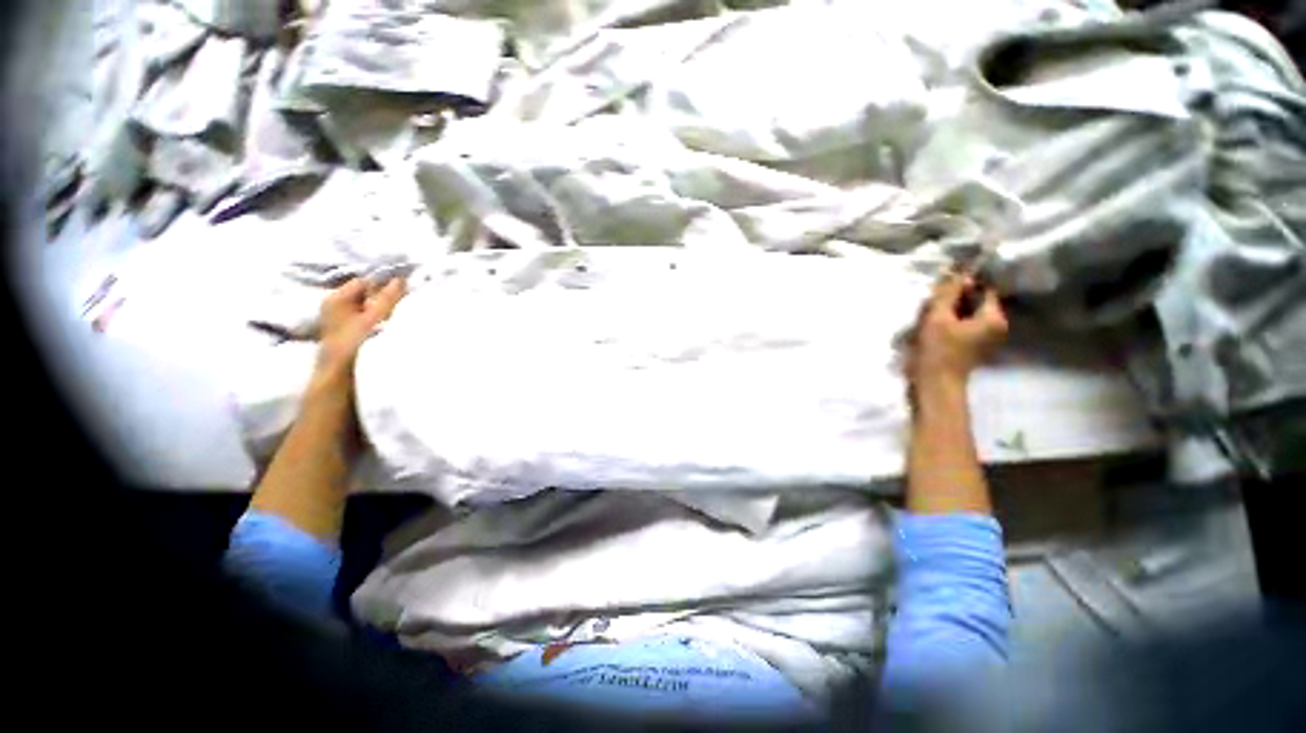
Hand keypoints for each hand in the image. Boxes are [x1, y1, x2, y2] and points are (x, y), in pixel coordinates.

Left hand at [314, 277, 406, 387]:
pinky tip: (393, 330)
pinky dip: (383, 323)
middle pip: (369, 296)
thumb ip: (388, 298)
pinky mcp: (353, 335)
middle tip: (404, 307)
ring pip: (372, 310)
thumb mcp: (373, 318)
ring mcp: (345, 322)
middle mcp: (338, 308)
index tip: (405, 292)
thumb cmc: (353, 345)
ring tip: (400, 319)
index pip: (365, 282)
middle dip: (387, 300)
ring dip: (387, 313)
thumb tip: (401, 279)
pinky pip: (372, 322)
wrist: (341, 379)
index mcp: (337, 299)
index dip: (385, 286)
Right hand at [908, 274, 1007, 388]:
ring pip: (964, 313)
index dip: (964, 283)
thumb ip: (948, 292)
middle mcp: (995, 326)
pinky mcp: (969, 346)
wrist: (933, 385)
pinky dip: (946, 322)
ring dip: (946, 311)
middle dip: (952, 299)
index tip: (942, 285)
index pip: (984, 289)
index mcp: (994, 318)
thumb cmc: (937, 351)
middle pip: (974, 301)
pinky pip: (960, 325)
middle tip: (931, 303)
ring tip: (927, 316)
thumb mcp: (938, 317)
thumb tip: (957, 272)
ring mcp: (983, 338)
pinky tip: (930, 327)